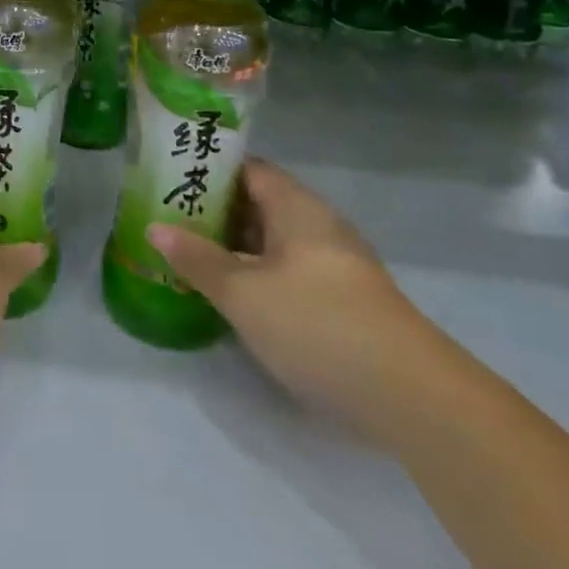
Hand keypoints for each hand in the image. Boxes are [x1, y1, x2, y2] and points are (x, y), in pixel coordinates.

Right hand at [148, 158, 440, 439]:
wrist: (413, 398)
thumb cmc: (317, 325)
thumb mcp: (243, 293)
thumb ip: (197, 259)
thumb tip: (155, 227)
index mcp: (296, 207)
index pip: (247, 170)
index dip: (208, 170)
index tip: (168, 178)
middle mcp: (318, 225)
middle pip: (258, 204)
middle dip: (213, 211)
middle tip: (166, 218)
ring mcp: (334, 264)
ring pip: (272, 242)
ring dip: (233, 246)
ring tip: (186, 254)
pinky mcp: (343, 301)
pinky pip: (287, 271)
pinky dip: (256, 273)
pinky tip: (230, 294)